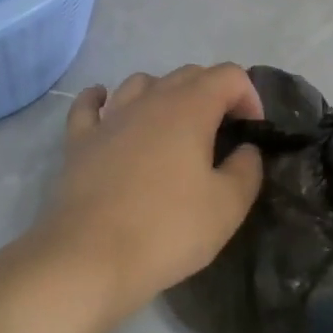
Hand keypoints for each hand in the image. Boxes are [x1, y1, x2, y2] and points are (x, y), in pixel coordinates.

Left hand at [32, 65, 264, 332]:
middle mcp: (150, 99)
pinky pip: (90, 105)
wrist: (90, 257)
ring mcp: (110, 117)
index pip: (228, 76)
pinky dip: (101, 99)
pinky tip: (106, 105)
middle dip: (213, 94)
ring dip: (165, 94)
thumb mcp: (227, 207)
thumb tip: (245, 149)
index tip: (252, 132)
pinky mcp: (80, 139)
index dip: (249, 96)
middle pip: (188, 74)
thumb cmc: (167, 229)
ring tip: (173, 126)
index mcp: (190, 108)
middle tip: (222, 134)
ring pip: (142, 82)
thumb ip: (247, 169)